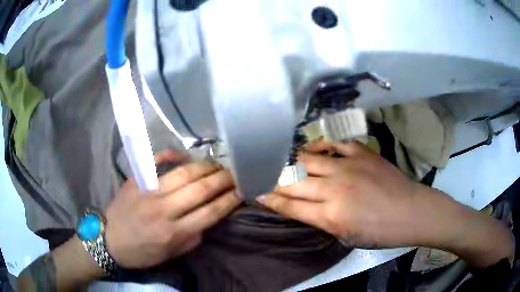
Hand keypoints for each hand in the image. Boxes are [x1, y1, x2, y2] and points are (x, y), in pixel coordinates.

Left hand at [105, 151, 241, 268]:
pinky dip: (171, 155)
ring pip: (183, 174)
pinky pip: (156, 162)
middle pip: (200, 189)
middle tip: (235, 173)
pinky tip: (184, 155)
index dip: (229, 200)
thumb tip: (207, 219)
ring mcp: (149, 192)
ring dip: (205, 167)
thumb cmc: (142, 252)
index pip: (210, 212)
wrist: (109, 240)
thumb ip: (192, 238)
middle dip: (223, 180)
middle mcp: (164, 209)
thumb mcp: (171, 254)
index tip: (241, 191)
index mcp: (174, 232)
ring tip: (217, 164)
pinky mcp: (137, 181)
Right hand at [257, 140, 427, 247]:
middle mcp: (334, 189)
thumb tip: (301, 208)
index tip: (255, 192)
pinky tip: (309, 147)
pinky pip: (333, 143)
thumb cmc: (379, 232)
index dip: (269, 199)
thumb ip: (321, 221)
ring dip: (290, 162)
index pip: (289, 206)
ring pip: (308, 160)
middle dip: (272, 180)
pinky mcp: (361, 153)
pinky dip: (318, 145)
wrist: (410, 211)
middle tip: (260, 175)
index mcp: (330, 216)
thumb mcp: (346, 237)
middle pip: (293, 182)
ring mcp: (348, 167)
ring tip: (278, 160)